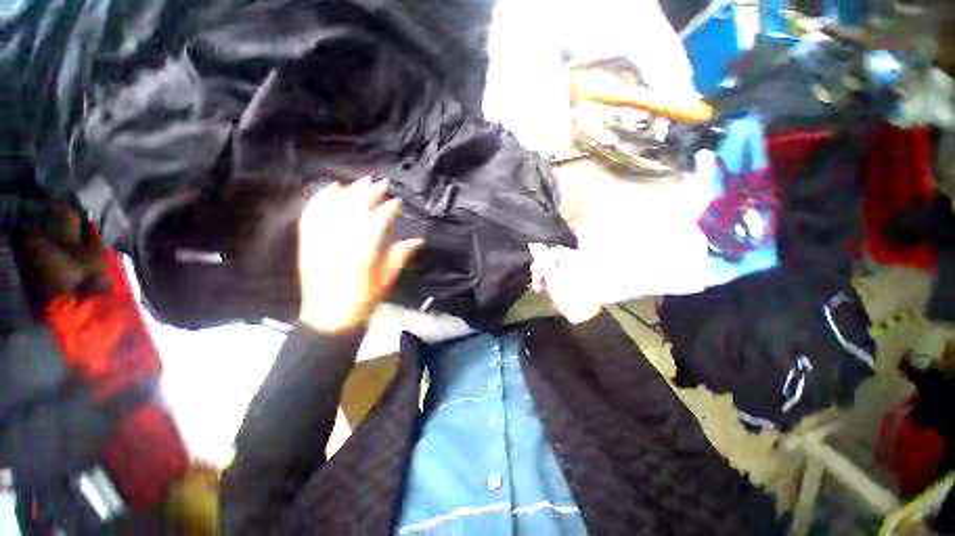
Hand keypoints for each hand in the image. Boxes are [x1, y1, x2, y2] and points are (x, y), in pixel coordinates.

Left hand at [298, 178, 423, 332]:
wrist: (329, 315)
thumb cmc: (363, 298)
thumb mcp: (387, 278)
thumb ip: (401, 255)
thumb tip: (418, 240)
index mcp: (364, 248)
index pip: (378, 219)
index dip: (388, 208)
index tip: (397, 202)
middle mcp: (342, 238)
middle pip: (356, 207)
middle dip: (370, 192)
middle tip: (381, 183)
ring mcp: (323, 238)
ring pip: (335, 206)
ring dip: (348, 191)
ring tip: (360, 182)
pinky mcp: (309, 241)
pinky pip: (313, 213)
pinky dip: (321, 199)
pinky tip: (330, 189)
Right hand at [529, 243, 600, 323]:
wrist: (591, 315)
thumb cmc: (570, 294)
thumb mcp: (552, 276)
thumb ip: (542, 259)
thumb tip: (533, 244)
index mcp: (570, 256)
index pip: (549, 252)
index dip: (538, 263)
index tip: (534, 277)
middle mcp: (577, 260)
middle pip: (554, 261)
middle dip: (543, 272)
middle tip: (538, 286)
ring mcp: (582, 271)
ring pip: (559, 270)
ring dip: (549, 278)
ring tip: (545, 291)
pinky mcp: (584, 282)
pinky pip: (566, 277)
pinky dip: (558, 283)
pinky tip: (556, 294)